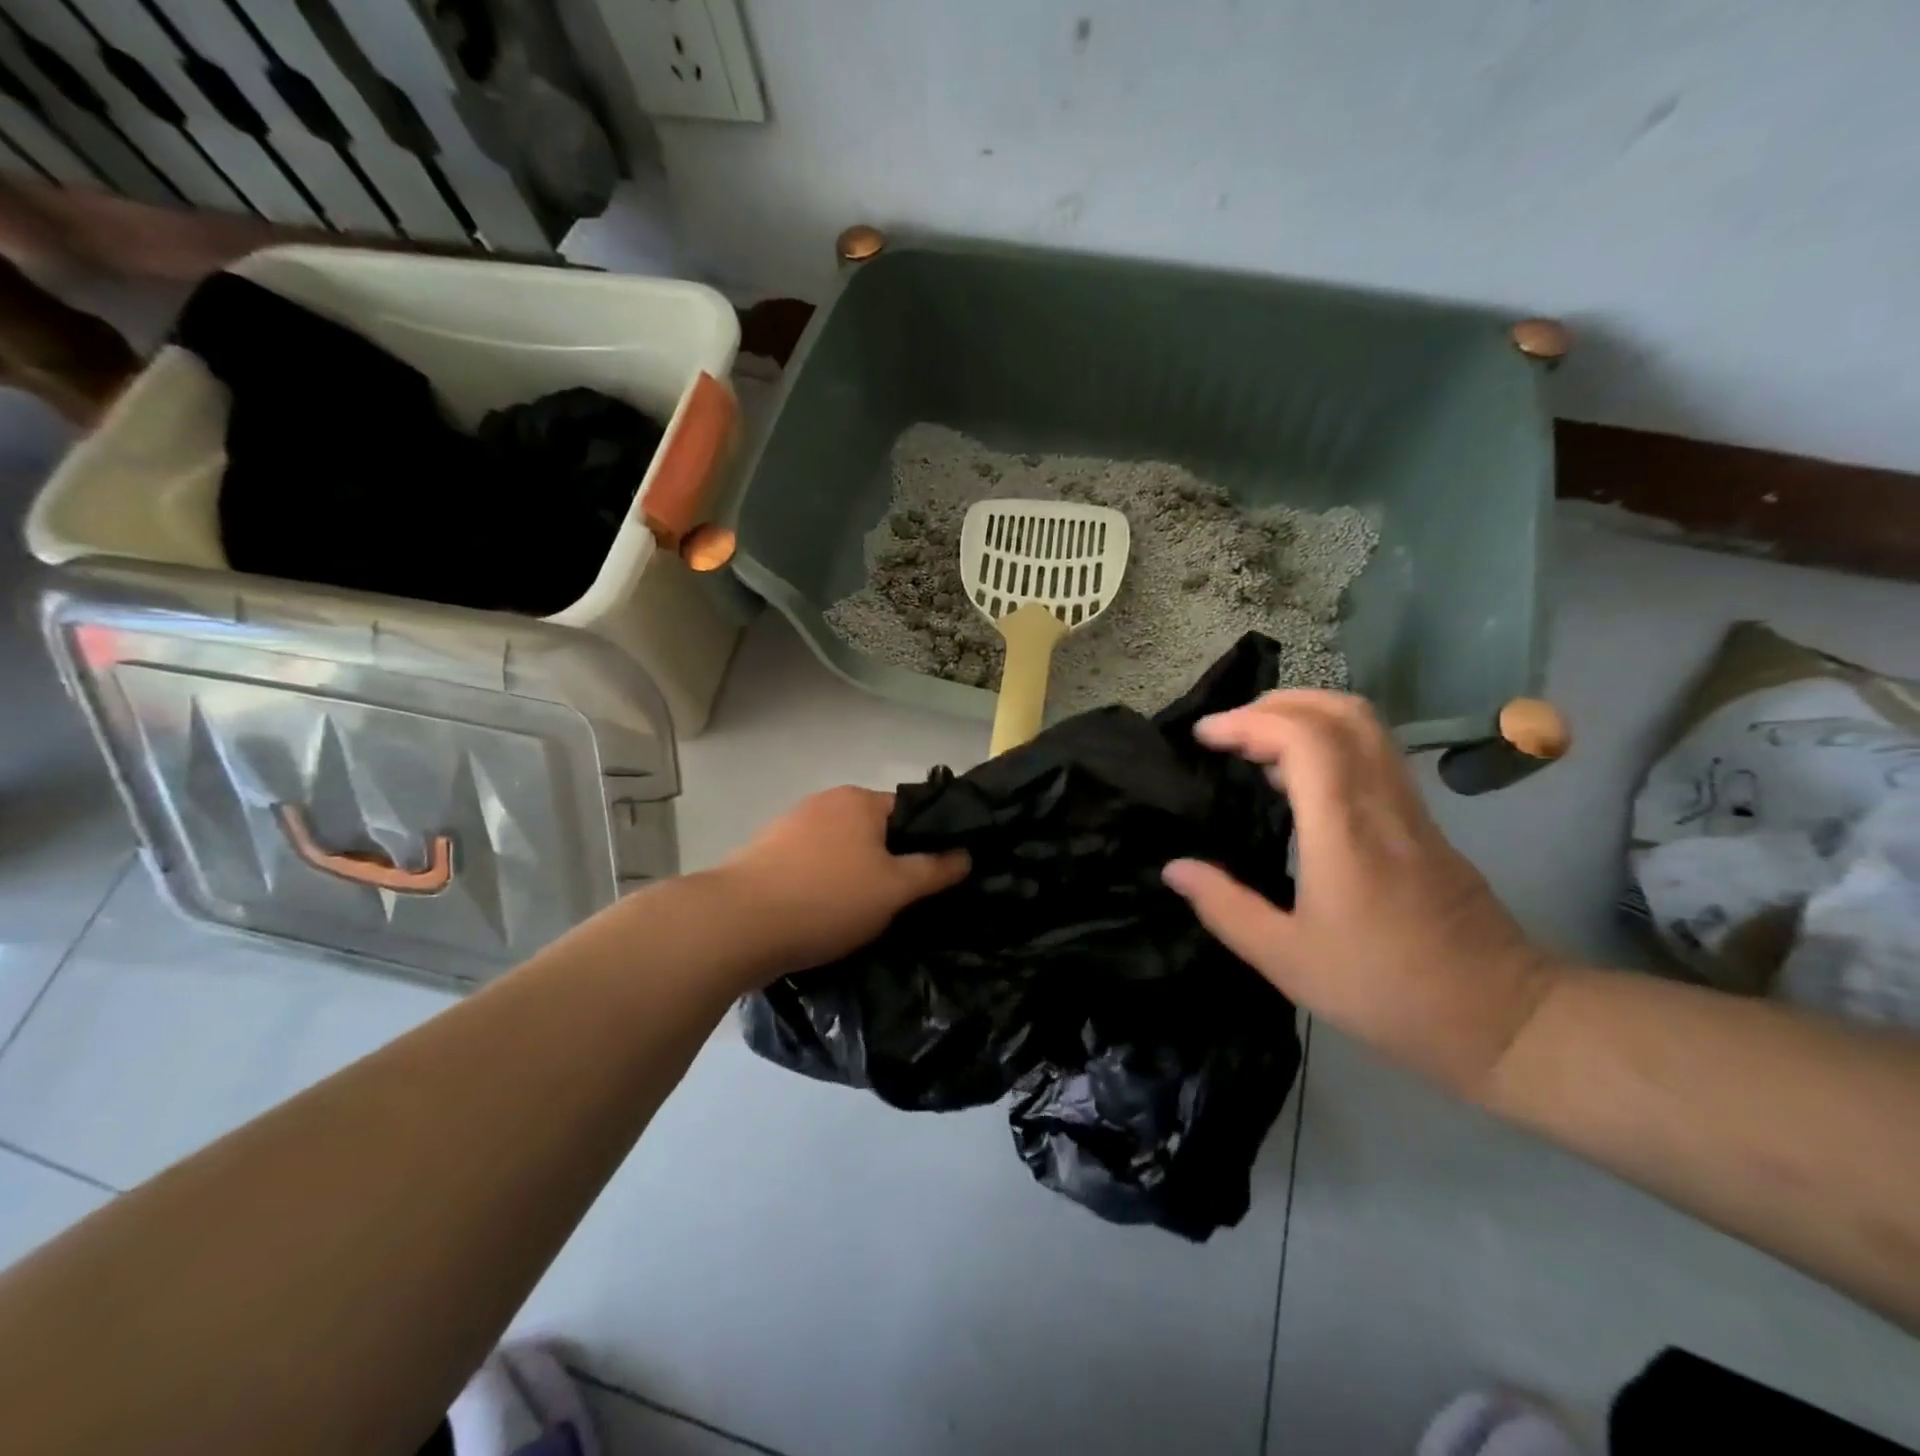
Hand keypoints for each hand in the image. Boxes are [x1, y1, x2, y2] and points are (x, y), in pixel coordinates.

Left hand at [717, 786, 967, 978]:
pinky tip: (820, 914)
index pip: (909, 812)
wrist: (737, 924)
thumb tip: (965, 854)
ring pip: (840, 849)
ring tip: (859, 915)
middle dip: (888, 862)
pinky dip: (821, 884)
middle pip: (873, 830)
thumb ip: (935, 869)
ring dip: (853, 875)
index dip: (926, 842)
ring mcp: (789, 825)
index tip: (933, 878)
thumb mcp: (895, 889)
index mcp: (858, 800)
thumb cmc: (827, 899)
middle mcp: (824, 802)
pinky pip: (809, 865)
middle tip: (899, 902)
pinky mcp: (764, 853)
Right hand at [1161, 691, 1561, 1098]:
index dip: (1248, 722)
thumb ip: (1225, 908)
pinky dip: (1329, 741)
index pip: (1303, 738)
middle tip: (1229, 729)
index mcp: (1344, 831)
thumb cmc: (1386, 990)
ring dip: (1306, 715)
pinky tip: (1299, 779)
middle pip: (1341, 712)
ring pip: (1365, 726)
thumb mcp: (1287, 961)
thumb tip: (1174, 868)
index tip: (1204, 737)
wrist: (1503, 1018)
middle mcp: (1382, 804)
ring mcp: (1410, 808)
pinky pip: (1374, 753)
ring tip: (1257, 744)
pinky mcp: (1424, 822)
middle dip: (1277, 704)